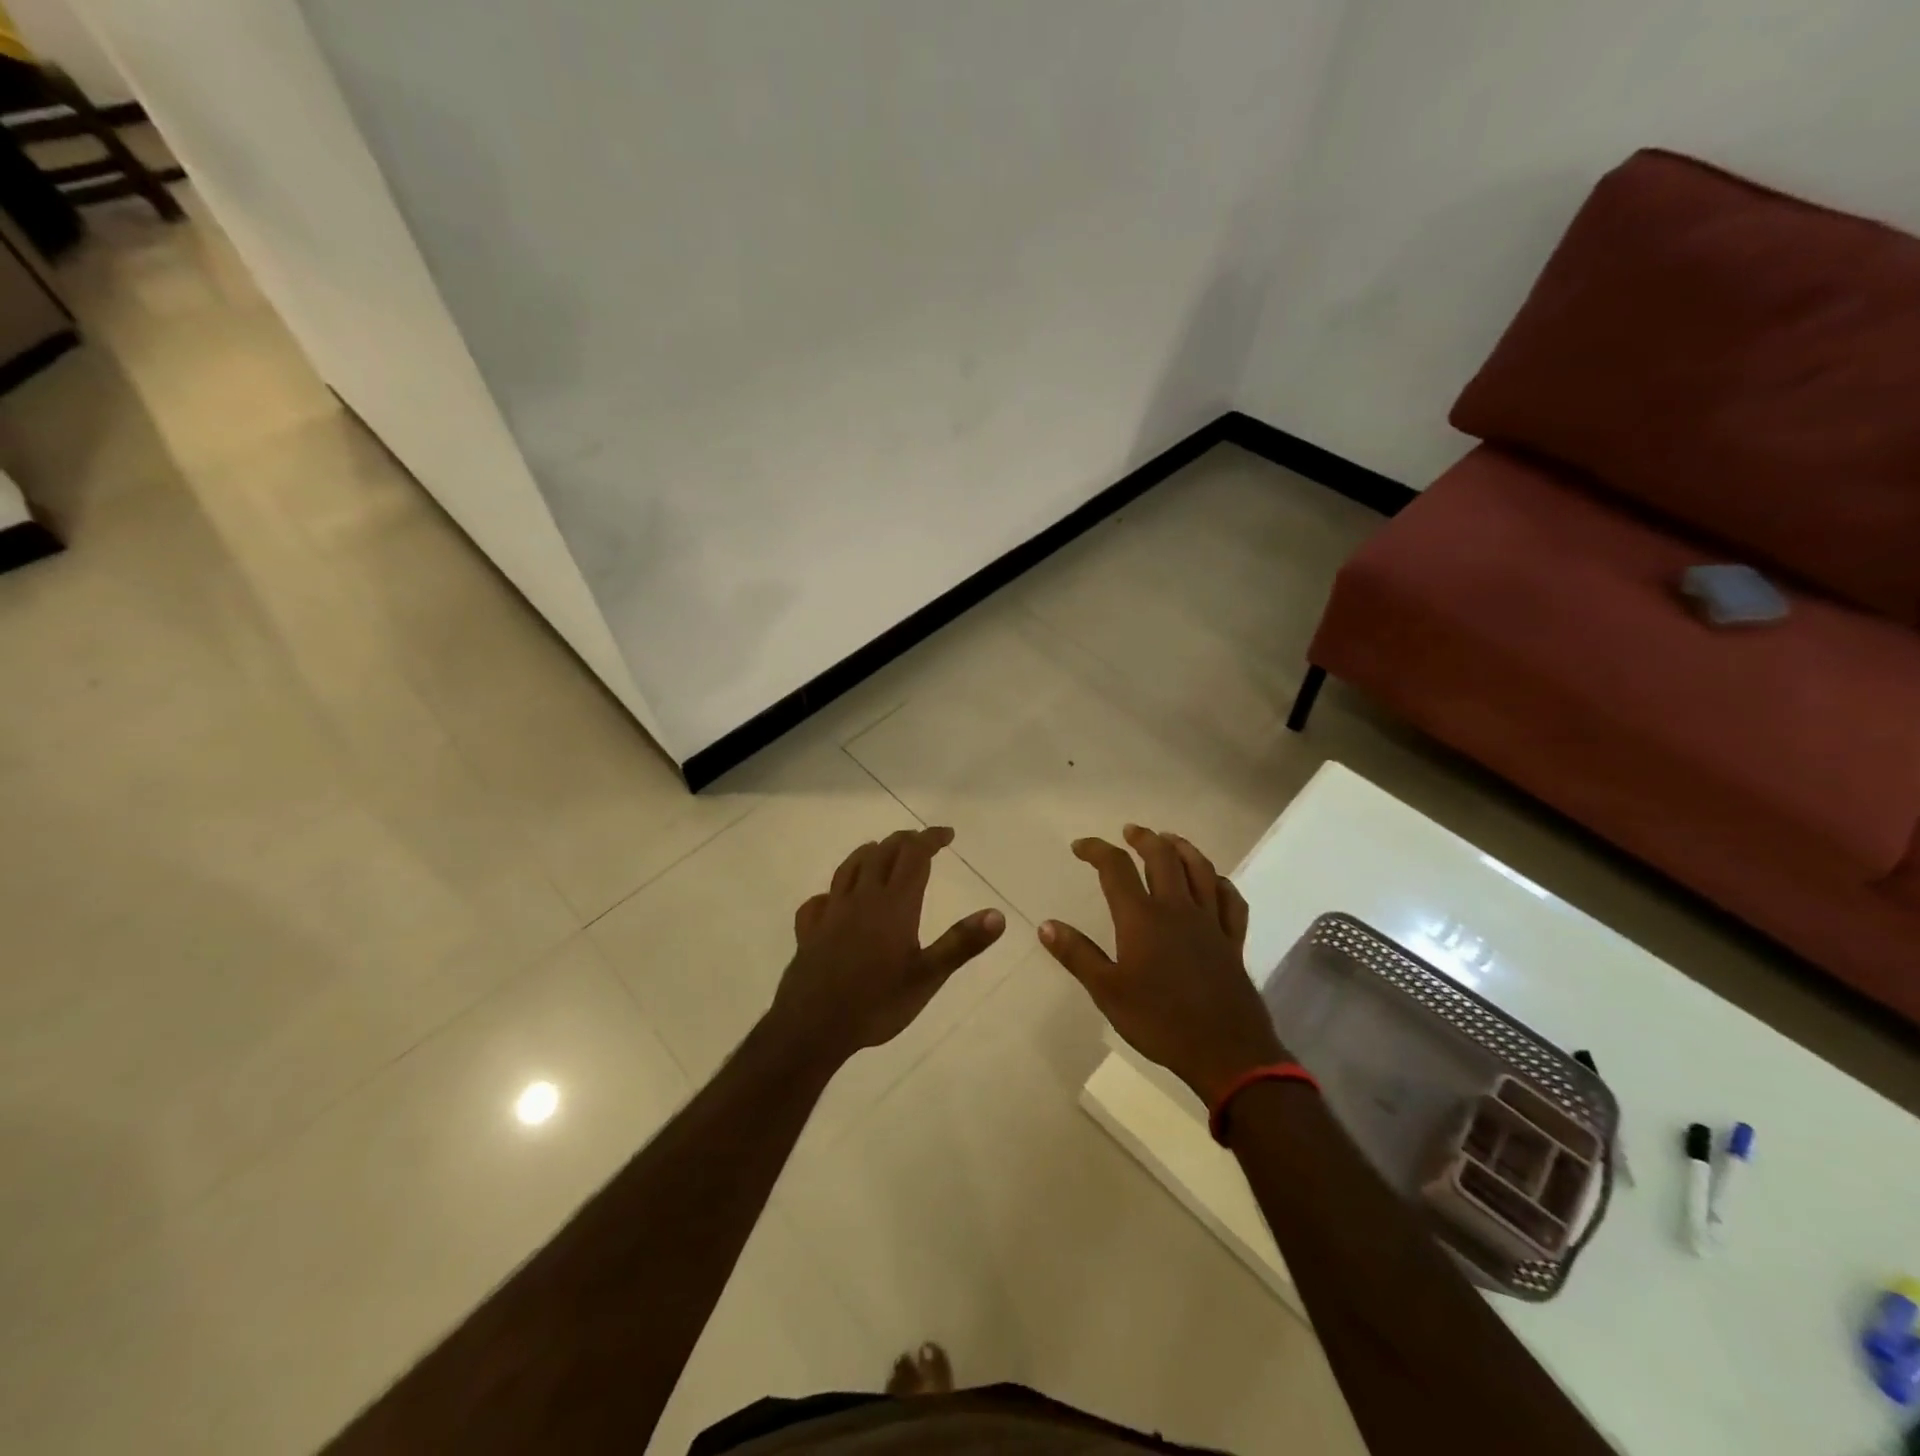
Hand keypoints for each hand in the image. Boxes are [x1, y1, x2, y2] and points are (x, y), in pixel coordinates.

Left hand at [770, 827, 1005, 1064]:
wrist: (813, 1026)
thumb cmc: (877, 1002)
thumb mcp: (928, 976)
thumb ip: (962, 943)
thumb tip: (997, 914)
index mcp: (894, 904)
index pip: (914, 856)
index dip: (930, 839)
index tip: (947, 834)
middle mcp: (862, 898)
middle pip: (882, 854)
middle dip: (904, 841)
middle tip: (921, 842)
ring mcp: (831, 912)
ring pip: (849, 868)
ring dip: (869, 853)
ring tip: (879, 851)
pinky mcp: (809, 931)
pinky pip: (819, 901)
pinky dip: (831, 892)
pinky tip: (832, 900)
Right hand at [1039, 824, 1284, 1106]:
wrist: (1225, 1052)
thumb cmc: (1159, 1021)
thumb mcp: (1107, 991)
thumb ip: (1077, 955)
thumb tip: (1046, 925)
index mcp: (1142, 918)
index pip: (1116, 868)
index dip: (1096, 850)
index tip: (1079, 847)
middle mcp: (1177, 909)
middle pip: (1163, 857)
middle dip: (1144, 838)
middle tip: (1130, 831)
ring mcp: (1210, 922)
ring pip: (1200, 870)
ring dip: (1183, 848)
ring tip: (1170, 840)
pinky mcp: (1233, 941)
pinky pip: (1232, 901)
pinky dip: (1221, 883)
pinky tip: (1215, 882)